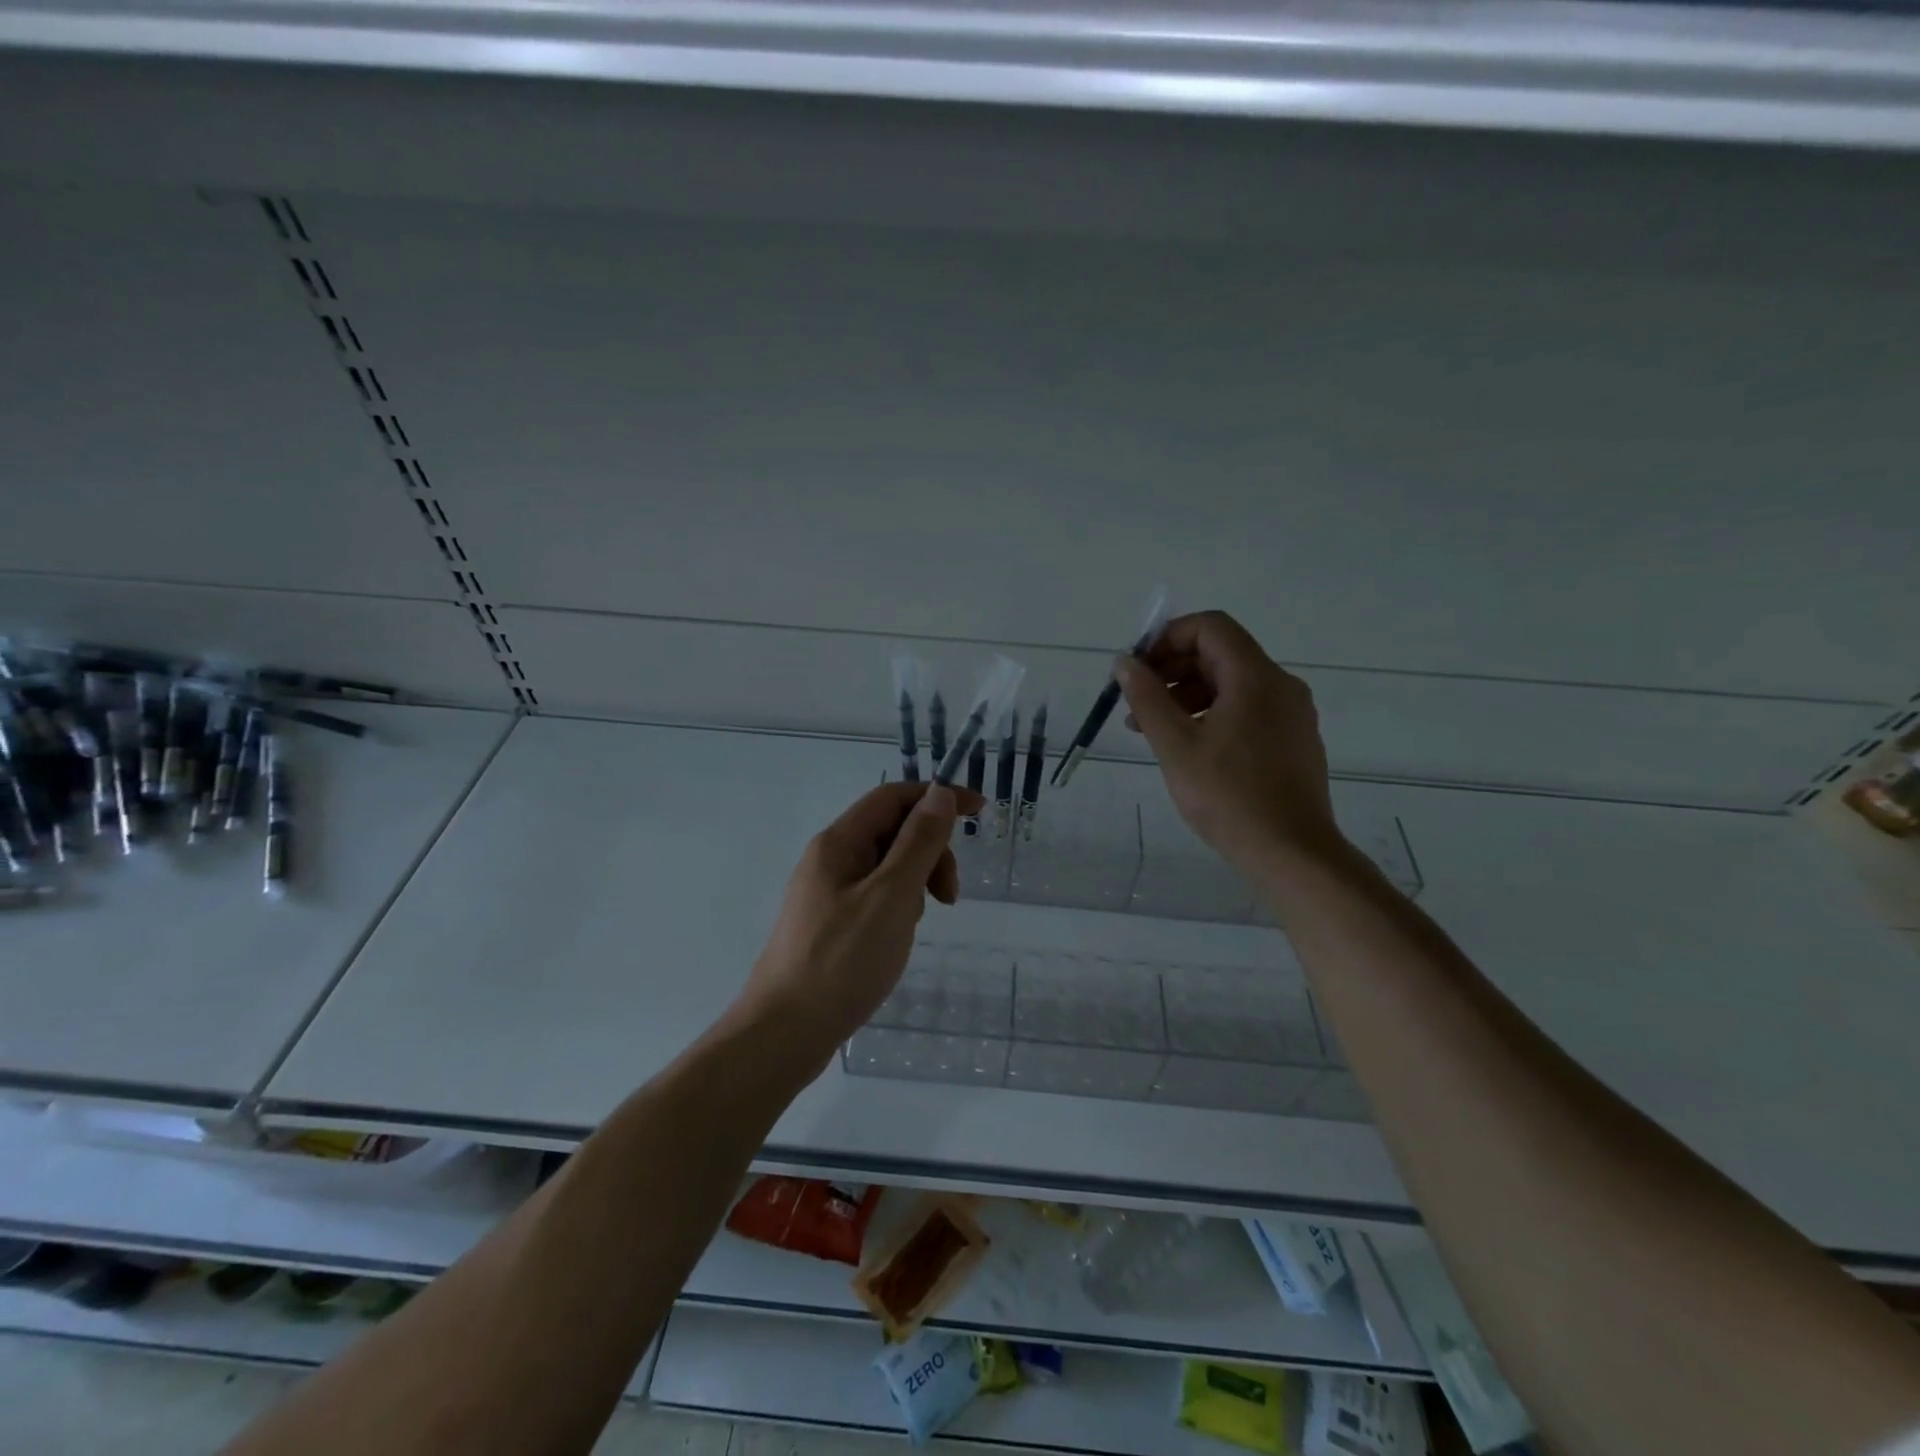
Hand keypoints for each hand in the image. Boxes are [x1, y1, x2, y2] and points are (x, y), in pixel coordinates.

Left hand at [738, 781, 982, 1054]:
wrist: (785, 1033)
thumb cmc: (842, 961)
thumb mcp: (891, 896)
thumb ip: (918, 842)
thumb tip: (940, 792)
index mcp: (838, 843)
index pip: (893, 797)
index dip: (937, 797)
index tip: (979, 812)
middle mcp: (829, 859)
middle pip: (891, 830)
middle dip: (930, 850)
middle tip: (949, 896)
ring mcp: (827, 892)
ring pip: (886, 865)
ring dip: (916, 881)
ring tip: (918, 923)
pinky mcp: (830, 922)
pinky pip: (875, 895)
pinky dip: (898, 905)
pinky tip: (898, 937)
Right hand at [1117, 610, 1342, 871]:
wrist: (1291, 853)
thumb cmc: (1228, 797)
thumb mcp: (1176, 746)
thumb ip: (1147, 698)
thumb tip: (1125, 662)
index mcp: (1255, 678)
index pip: (1210, 627)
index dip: (1168, 638)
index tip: (1138, 668)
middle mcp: (1281, 686)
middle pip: (1220, 654)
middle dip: (1173, 670)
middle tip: (1136, 702)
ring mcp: (1291, 714)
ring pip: (1233, 684)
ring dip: (1188, 695)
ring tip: (1152, 730)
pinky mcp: (1293, 741)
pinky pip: (1248, 709)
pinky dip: (1213, 714)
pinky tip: (1189, 747)